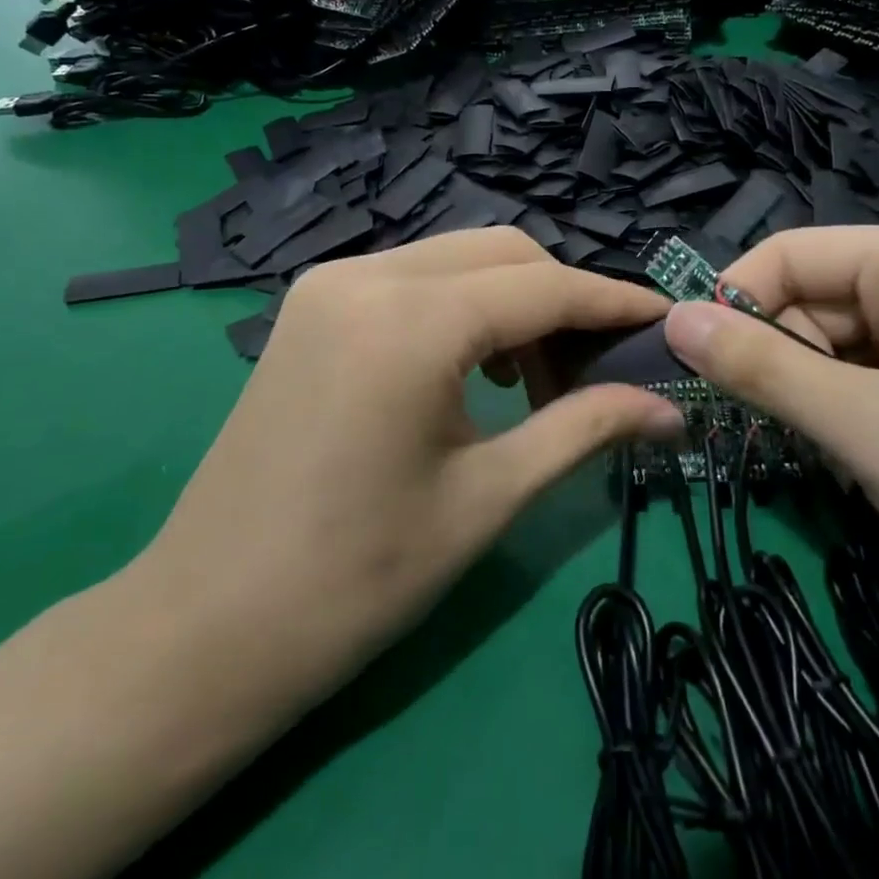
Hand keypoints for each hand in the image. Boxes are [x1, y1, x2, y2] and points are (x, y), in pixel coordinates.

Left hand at [134, 229, 681, 729]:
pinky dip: (461, 306)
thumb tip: (670, 407)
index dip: (612, 303)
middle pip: (501, 252)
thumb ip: (585, 429)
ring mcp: (329, 283)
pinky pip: (413, 279)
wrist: (207, 626)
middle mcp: (366, 274)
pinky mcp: (312, 304)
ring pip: (456, 259)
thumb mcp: (488, 497)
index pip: (542, 286)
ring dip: (512, 301)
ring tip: (535, 381)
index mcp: (410, 320)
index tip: (665, 322)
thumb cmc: (357, 578)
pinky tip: (473, 368)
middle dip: (562, 299)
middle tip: (596, 371)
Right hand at [663, 226, 878, 666]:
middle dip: (769, 358)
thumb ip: (759, 366)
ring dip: (802, 396)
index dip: (731, 301)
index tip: (685, 364)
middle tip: (738, 425)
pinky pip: (870, 386)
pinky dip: (839, 419)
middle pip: (812, 301)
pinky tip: (840, 464)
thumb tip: (671, 319)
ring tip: (795, 453)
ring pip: (836, 350)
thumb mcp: (863, 426)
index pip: (790, 253)